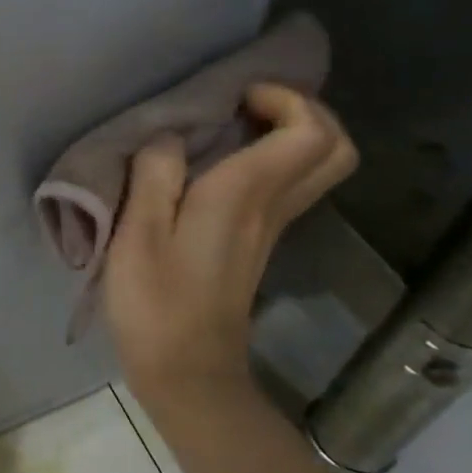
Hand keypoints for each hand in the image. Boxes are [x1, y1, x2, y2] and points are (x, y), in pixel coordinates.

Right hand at [103, 84, 355, 409]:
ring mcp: (269, 229)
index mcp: (244, 197)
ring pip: (315, 168)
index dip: (285, 99)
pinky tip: (216, 164)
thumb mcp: (137, 235)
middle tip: (247, 105)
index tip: (234, 97)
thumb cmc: (156, 304)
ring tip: (228, 126)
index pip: (309, 133)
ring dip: (286, 134)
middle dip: (303, 111)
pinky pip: (285, 186)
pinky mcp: (256, 244)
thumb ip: (153, 175)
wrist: (187, 374)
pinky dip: (267, 160)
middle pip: (334, 149)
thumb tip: (168, 137)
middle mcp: (271, 208)